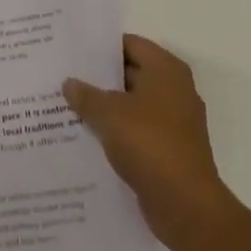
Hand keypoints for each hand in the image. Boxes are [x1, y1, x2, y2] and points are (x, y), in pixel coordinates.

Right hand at [63, 34, 237, 250]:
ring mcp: (174, 122)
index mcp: (166, 70)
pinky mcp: (169, 150)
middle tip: (64, 76)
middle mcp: (174, 90)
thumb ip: (86, 95)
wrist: (186, 207)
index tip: (72, 50)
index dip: (100, 47)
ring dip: (105, 107)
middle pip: (130, 73)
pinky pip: (136, 131)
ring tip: (68, 105)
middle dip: (99, 78)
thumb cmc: (150, 144)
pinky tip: (86, 135)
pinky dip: (116, 131)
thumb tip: (69, 83)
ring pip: (131, 104)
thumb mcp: (109, 114)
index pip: (129, 44)